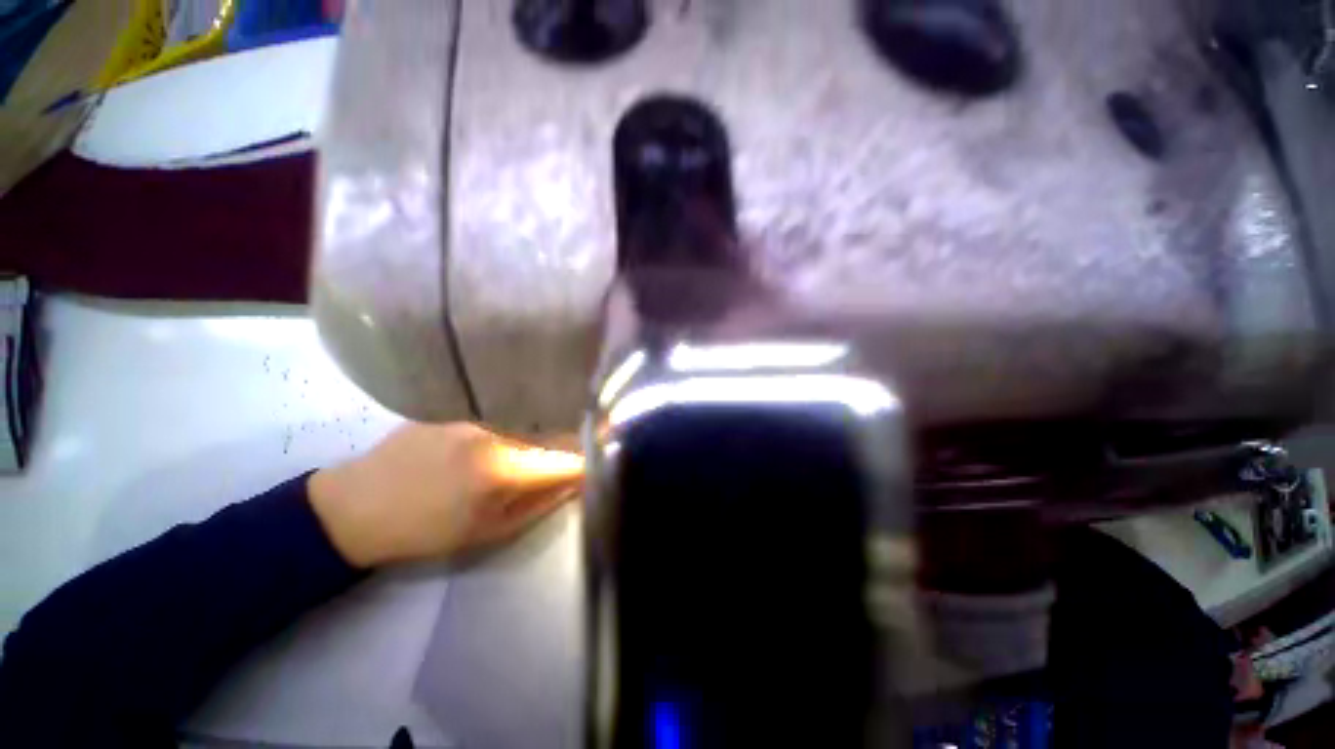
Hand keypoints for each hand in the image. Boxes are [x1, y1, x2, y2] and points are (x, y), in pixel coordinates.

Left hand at [307, 422, 583, 567]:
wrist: (353, 507)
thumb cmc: (424, 531)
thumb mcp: (489, 531)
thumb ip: (541, 503)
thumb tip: (577, 483)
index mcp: (503, 467)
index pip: (564, 458)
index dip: (587, 459)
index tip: (602, 460)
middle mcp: (495, 432)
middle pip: (549, 437)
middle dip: (566, 450)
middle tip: (574, 460)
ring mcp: (474, 417)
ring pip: (524, 428)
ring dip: (537, 442)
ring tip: (530, 458)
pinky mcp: (457, 410)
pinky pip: (498, 422)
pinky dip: (508, 435)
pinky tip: (491, 449)